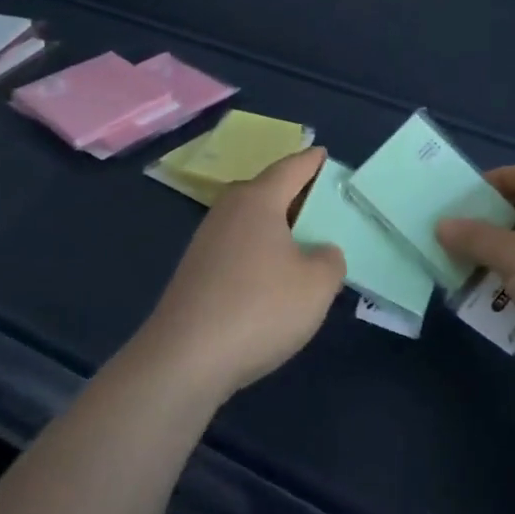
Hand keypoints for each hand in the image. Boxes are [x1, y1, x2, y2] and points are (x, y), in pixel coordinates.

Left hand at [135, 145, 345, 400]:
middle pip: (267, 192)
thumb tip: (319, 252)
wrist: (185, 359)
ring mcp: (206, 242)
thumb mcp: (317, 284)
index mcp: (258, 200)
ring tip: (305, 244)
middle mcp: (228, 212)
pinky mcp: (196, 273)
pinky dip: (260, 254)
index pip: (291, 168)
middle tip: (324, 204)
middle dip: (295, 195)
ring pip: (251, 223)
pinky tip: (273, 280)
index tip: (324, 154)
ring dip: (277, 228)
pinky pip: (239, 249)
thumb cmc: (260, 308)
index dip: (311, 161)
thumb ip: (330, 259)